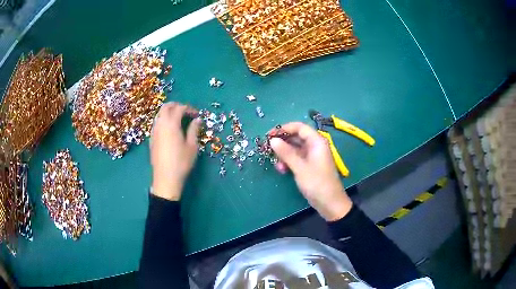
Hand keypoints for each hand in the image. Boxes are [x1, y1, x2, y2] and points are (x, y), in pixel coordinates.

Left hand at [150, 102, 200, 200]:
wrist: (166, 178)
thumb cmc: (181, 162)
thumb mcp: (192, 146)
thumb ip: (194, 130)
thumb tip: (197, 120)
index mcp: (171, 124)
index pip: (179, 108)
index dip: (189, 109)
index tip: (196, 115)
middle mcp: (161, 124)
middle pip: (166, 107)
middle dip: (176, 106)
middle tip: (186, 112)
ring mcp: (154, 131)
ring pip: (159, 114)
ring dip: (168, 112)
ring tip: (178, 119)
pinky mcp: (151, 139)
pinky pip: (156, 123)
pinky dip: (163, 120)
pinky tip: (169, 129)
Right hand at [270, 122, 352, 220]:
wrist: (330, 203)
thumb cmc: (317, 183)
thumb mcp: (300, 167)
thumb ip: (286, 153)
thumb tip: (272, 140)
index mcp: (317, 142)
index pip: (299, 127)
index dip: (283, 129)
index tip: (269, 135)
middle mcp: (315, 146)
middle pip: (296, 137)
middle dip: (282, 143)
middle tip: (269, 150)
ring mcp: (312, 156)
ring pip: (295, 149)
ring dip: (284, 155)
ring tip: (278, 165)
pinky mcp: (309, 165)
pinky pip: (297, 158)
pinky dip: (288, 162)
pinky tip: (282, 170)